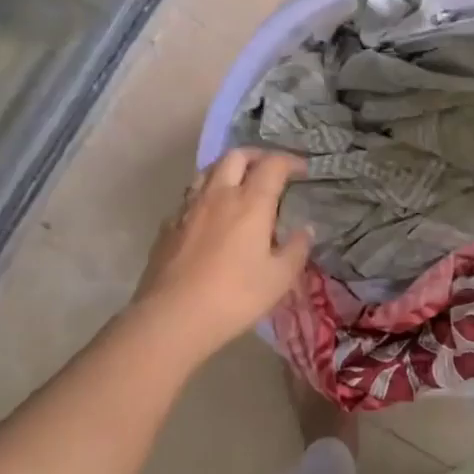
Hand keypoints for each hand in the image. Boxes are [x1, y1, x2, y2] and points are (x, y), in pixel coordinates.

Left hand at [131, 150, 311, 353]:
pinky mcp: (168, 226)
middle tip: (270, 170)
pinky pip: (190, 197)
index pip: (273, 165)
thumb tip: (306, 230)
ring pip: (208, 171)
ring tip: (239, 185)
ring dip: (228, 170)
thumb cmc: (235, 296)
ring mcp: (188, 208)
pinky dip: (206, 195)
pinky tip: (210, 216)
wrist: (172, 317)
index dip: (291, 161)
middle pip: (236, 156)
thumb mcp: (279, 278)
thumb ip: (296, 249)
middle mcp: (218, 195)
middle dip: (257, 156)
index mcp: (250, 203)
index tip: (303, 170)